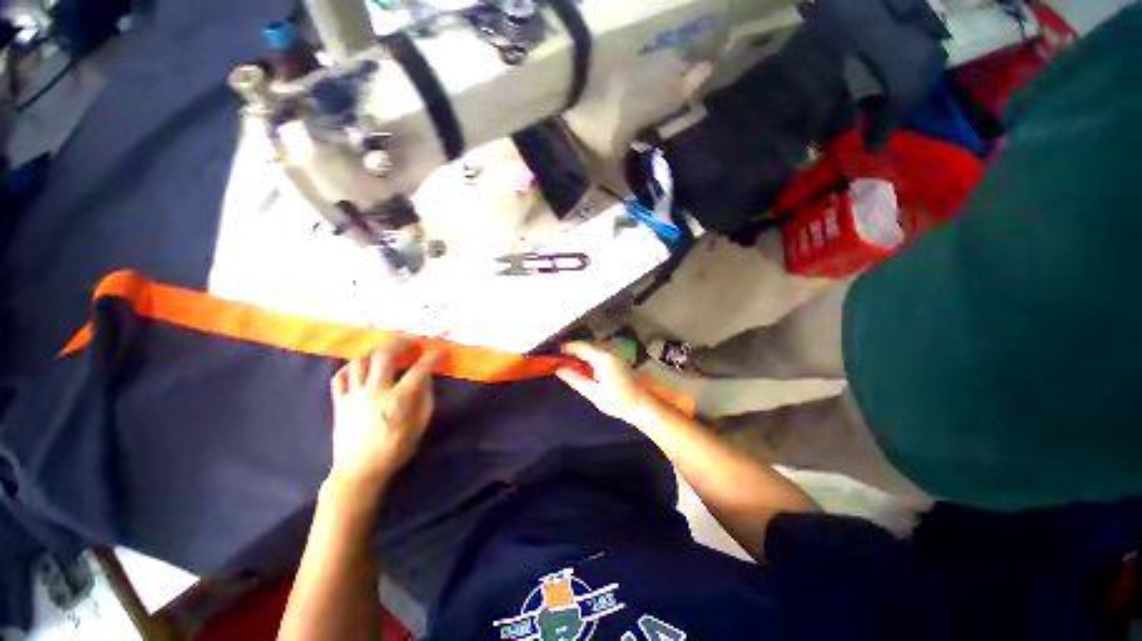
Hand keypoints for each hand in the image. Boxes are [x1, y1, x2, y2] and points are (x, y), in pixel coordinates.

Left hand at [328, 337, 444, 491]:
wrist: (359, 471)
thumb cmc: (395, 450)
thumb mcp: (420, 425)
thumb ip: (425, 398)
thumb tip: (425, 377)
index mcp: (398, 400)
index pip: (420, 369)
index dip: (433, 357)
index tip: (440, 352)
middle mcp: (375, 392)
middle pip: (385, 355)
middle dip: (401, 343)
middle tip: (411, 341)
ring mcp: (353, 395)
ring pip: (360, 361)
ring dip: (376, 351)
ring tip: (387, 351)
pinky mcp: (338, 402)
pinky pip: (340, 376)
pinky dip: (351, 367)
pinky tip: (361, 367)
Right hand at [555, 342, 658, 423]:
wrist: (643, 406)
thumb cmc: (618, 401)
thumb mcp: (593, 392)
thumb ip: (575, 379)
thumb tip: (559, 370)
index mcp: (602, 358)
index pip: (581, 347)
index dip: (567, 347)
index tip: (553, 350)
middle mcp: (609, 354)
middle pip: (587, 347)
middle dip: (572, 350)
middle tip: (558, 357)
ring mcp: (615, 358)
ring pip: (593, 352)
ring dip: (580, 355)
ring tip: (567, 362)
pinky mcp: (618, 363)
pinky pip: (599, 356)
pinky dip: (588, 360)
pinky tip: (583, 368)